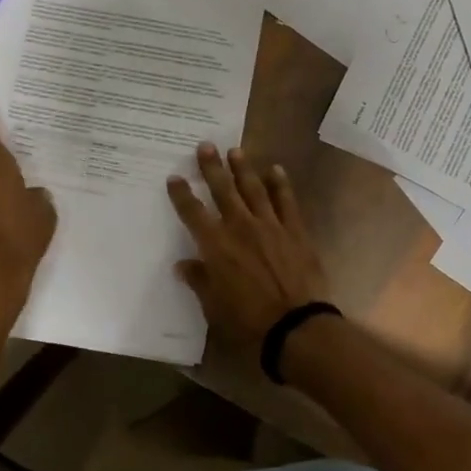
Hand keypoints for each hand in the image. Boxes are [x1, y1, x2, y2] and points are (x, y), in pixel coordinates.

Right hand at [167, 143, 330, 367]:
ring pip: (253, 189)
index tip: (175, 177)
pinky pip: (286, 201)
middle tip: (206, 145)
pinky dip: (280, 184)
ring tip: (236, 150)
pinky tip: (276, 170)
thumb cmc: (248, 320)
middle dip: (212, 167)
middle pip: (223, 190)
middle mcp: (240, 227)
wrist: (295, 325)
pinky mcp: (295, 230)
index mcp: (216, 246)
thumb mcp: (214, 306)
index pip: (193, 213)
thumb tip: (183, 265)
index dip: (182, 194)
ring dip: (243, 169)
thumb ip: (199, 280)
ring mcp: (270, 225)